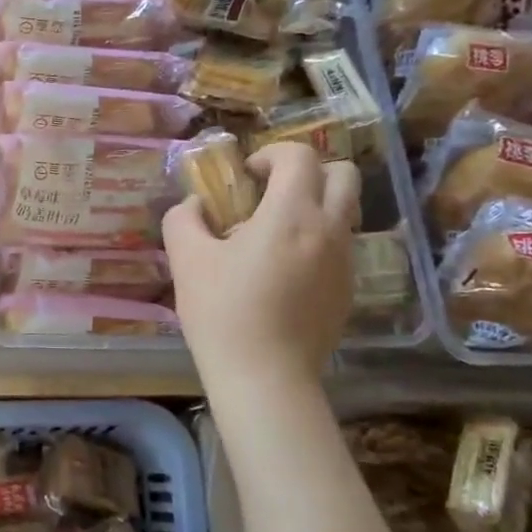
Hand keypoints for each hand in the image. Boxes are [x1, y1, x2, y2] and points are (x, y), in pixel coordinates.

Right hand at [163, 142, 359, 382]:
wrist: (264, 376)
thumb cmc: (222, 311)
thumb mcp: (186, 259)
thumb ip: (184, 219)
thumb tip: (194, 205)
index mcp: (291, 214)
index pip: (299, 156)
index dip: (271, 155)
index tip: (246, 177)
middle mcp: (328, 229)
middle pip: (343, 174)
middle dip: (308, 171)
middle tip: (271, 193)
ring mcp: (344, 261)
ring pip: (345, 211)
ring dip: (315, 206)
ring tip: (274, 235)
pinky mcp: (348, 290)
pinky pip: (340, 246)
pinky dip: (317, 241)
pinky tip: (284, 272)